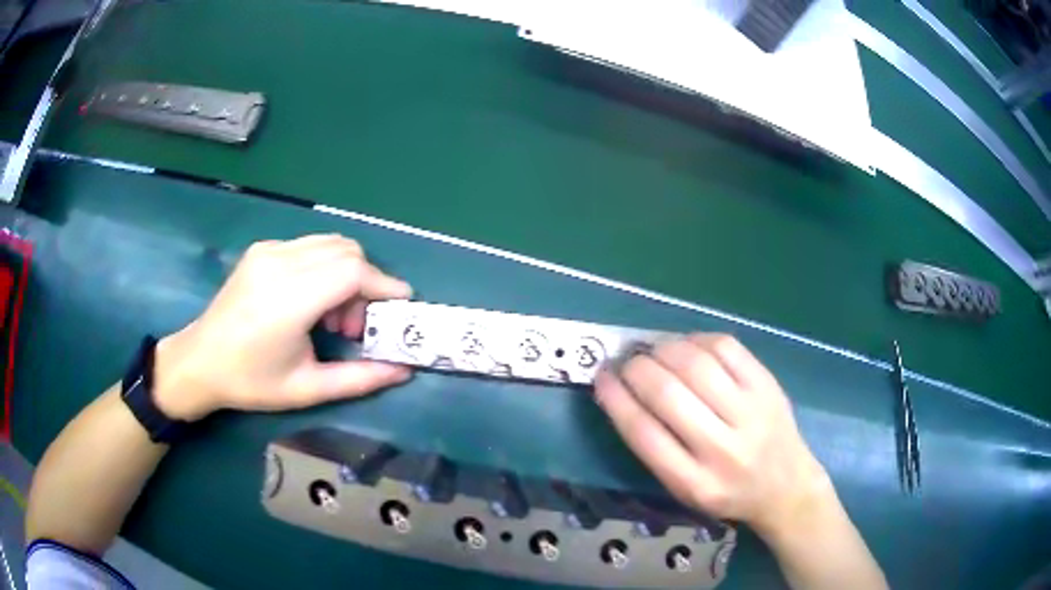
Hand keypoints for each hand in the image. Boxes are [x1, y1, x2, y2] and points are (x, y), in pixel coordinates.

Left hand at [152, 235, 412, 420]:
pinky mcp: (262, 249)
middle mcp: (279, 263)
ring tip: (332, 316)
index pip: (352, 271)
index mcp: (289, 300)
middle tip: (357, 324)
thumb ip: (360, 378)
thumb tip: (404, 370)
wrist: (200, 361)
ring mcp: (268, 251)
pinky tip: (310, 301)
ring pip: (330, 244)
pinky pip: (309, 247)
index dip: (383, 284)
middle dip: (366, 283)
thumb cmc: (251, 382)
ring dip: (346, 273)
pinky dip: (325, 267)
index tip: (402, 304)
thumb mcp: (307, 389)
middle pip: (346, 251)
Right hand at [594, 334, 831, 536]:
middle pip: (668, 394)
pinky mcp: (768, 386)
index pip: (643, 433)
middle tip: (627, 361)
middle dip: (637, 368)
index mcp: (693, 483)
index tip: (601, 377)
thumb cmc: (726, 491)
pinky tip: (688, 345)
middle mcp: (723, 450)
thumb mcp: (685, 490)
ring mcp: (751, 414)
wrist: (785, 486)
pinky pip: (727, 348)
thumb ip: (655, 448)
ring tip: (654, 350)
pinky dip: (698, 339)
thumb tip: (624, 390)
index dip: (615, 398)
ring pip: (696, 365)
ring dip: (664, 348)